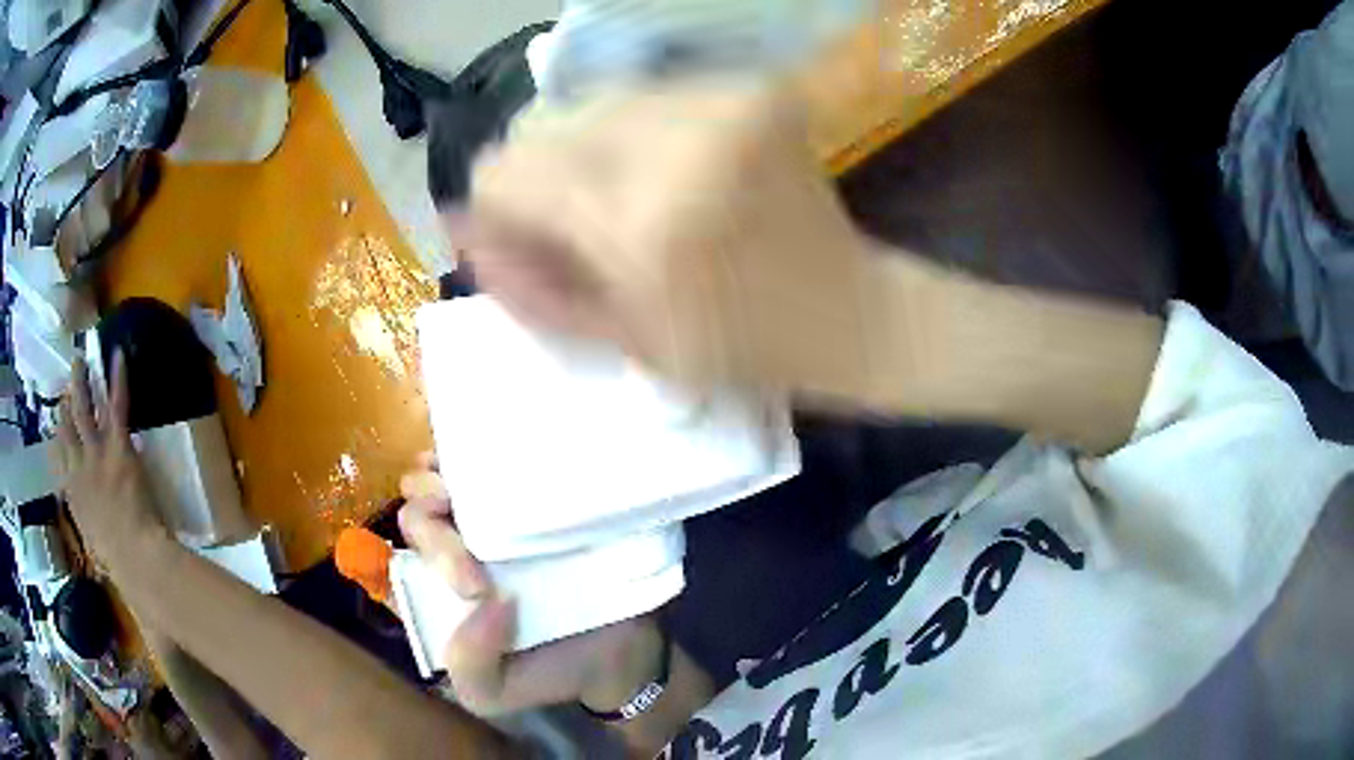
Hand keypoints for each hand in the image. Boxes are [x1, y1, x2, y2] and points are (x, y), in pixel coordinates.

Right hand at [53, 356, 167, 576]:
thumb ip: (91, 528)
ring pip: (84, 408)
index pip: (58, 459)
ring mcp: (96, 453)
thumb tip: (92, 525)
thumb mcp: (96, 549)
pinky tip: (118, 355)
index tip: (55, 423)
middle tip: (64, 382)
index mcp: (72, 496)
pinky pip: (116, 403)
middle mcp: (78, 468)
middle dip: (65, 403)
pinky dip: (117, 378)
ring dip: (82, 382)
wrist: (136, 557)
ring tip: (80, 360)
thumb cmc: (120, 564)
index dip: (57, 437)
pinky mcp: (117, 445)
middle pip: (67, 428)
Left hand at [399, 455, 664, 717]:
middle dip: (435, 529)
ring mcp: (497, 520)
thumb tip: (482, 602)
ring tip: (468, 496)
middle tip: (481, 567)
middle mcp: (460, 547)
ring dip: (443, 479)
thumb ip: (467, 666)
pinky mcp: (535, 501)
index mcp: (440, 588)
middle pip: (421, 511)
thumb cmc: (550, 670)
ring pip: (445, 478)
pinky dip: (482, 454)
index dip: (421, 550)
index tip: (469, 583)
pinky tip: (498, 459)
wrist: (623, 656)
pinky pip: (495, 465)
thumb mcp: (493, 693)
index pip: (403, 549)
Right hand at [453, 83, 934, 405]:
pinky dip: (632, 134)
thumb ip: (526, 283)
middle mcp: (678, 141)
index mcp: (643, 222)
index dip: (495, 206)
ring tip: (628, 199)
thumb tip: (461, 224)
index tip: (517, 236)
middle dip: (539, 176)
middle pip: (541, 124)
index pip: (506, 171)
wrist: (852, 312)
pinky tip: (667, 173)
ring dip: (586, 151)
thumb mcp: (621, 341)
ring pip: (588, 102)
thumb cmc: (741, 350)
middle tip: (577, 223)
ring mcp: (720, 102)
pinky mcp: (747, 87)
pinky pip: (643, 95)